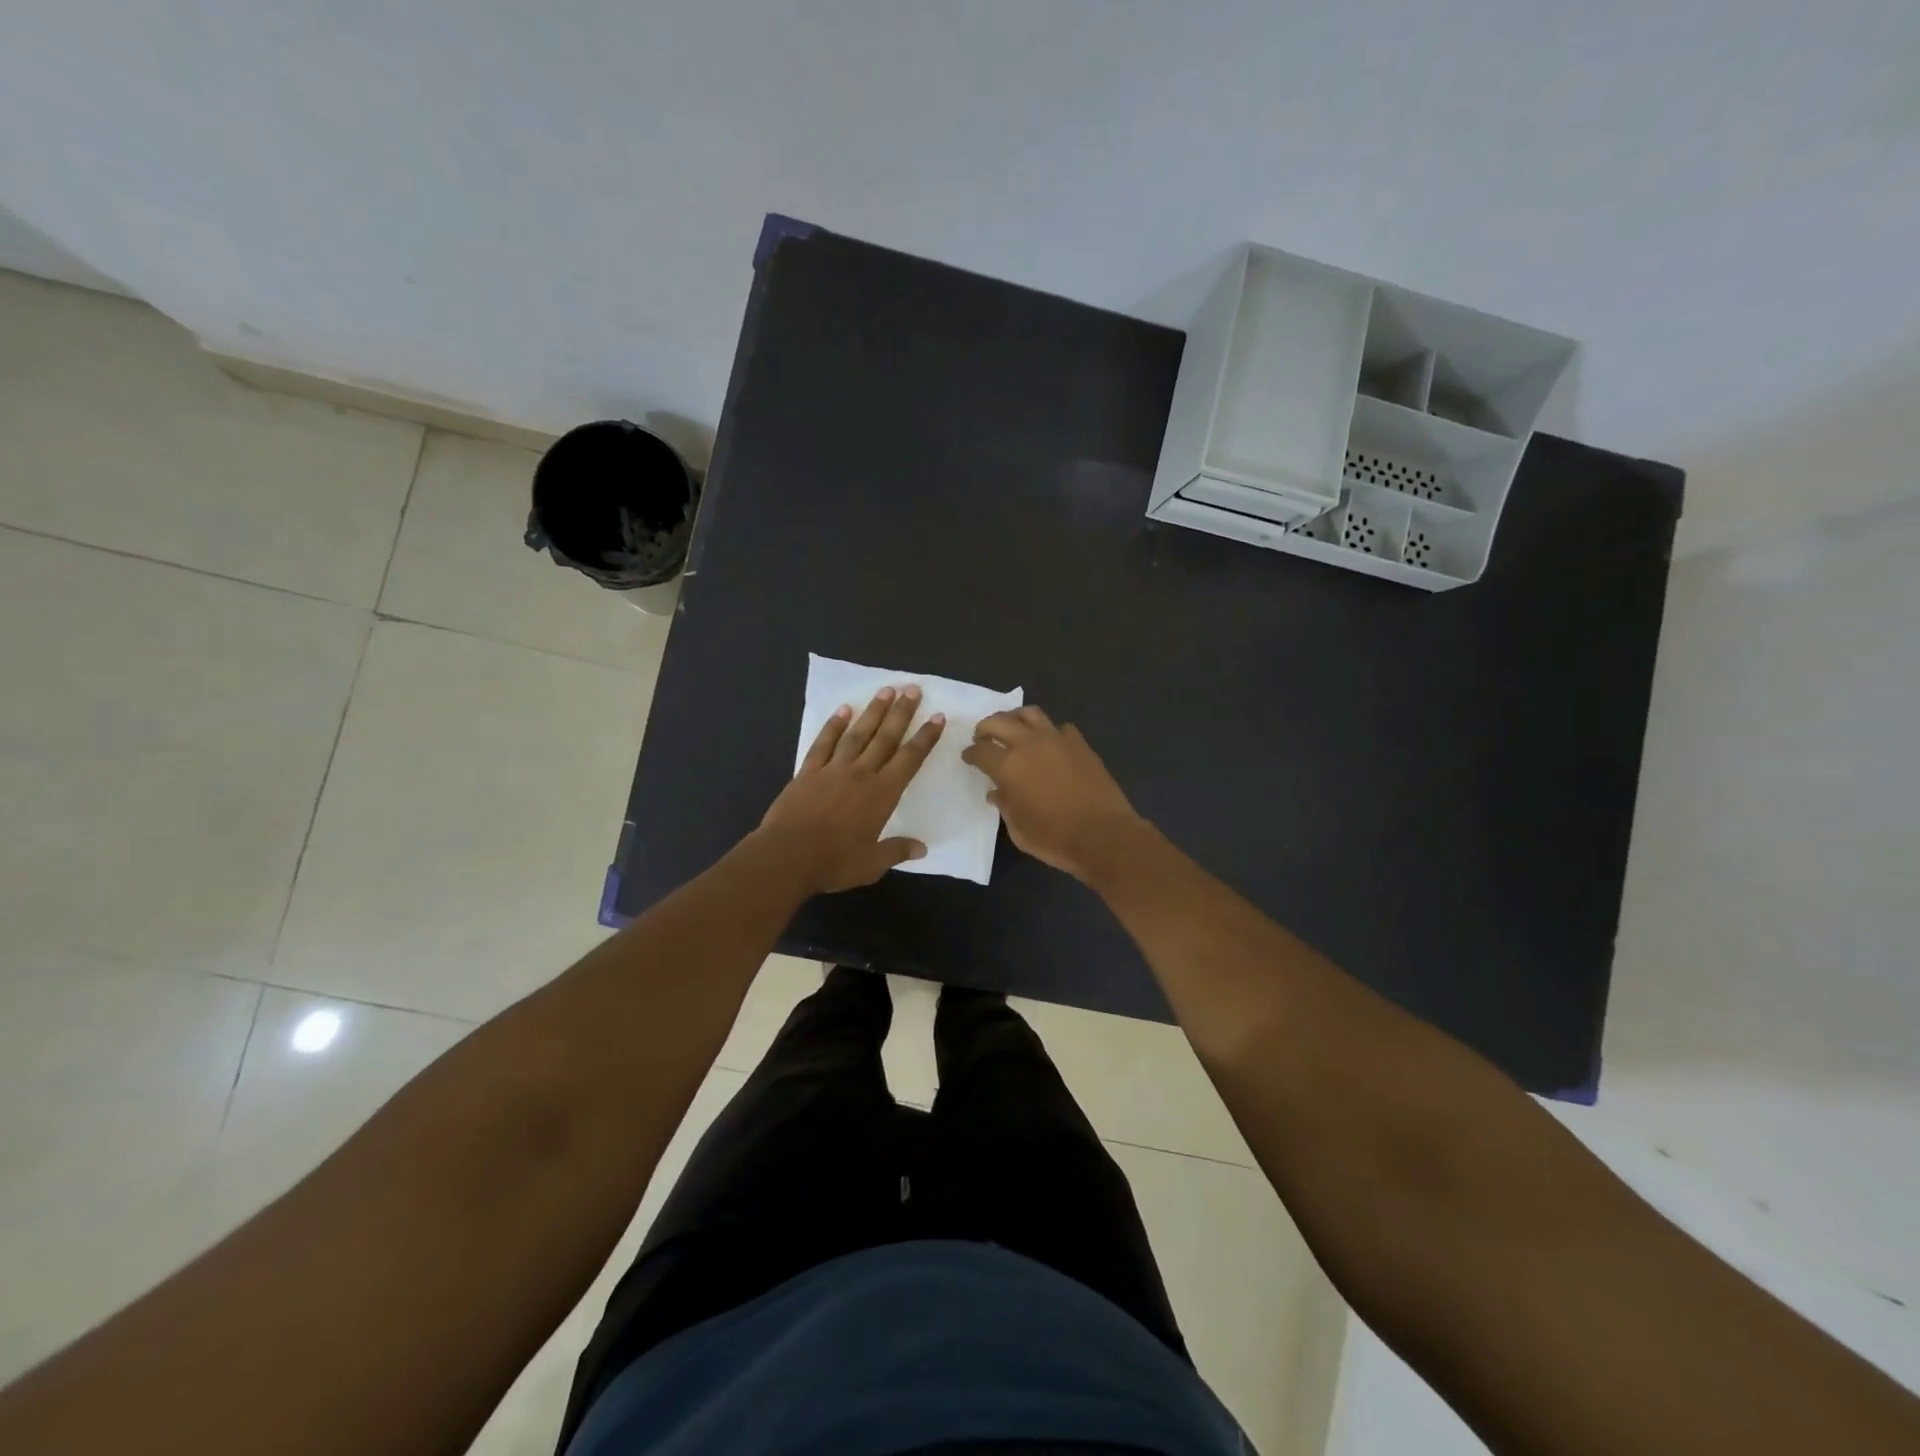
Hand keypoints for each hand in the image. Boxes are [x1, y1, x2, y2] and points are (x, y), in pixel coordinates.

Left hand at [757, 686, 944, 892]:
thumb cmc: (834, 862)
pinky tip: (843, 710)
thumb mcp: (872, 864)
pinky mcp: (808, 771)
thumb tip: (922, 848)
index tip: (937, 716)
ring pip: (858, 733)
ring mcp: (833, 769)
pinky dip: (833, 725)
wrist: (787, 856)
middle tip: (913, 688)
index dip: (925, 737)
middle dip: (902, 712)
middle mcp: (861, 774)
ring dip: (873, 711)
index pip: (910, 759)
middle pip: (886, 737)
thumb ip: (897, 851)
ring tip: (886, 690)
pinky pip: (824, 743)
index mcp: (882, 794)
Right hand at [961, 706, 1145, 882]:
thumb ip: (1004, 805)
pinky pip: (1059, 728)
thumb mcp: (1018, 829)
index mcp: (1008, 766)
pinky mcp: (1080, 744)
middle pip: (999, 721)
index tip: (968, 757)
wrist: (1103, 835)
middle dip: (986, 727)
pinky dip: (1049, 733)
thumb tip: (997, 792)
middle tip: (983, 738)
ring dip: (1015, 719)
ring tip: (1013, 731)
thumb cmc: (1054, 838)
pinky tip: (1049, 745)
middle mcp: (1029, 744)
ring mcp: (1057, 740)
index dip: (970, 753)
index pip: (980, 750)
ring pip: (1030, 713)